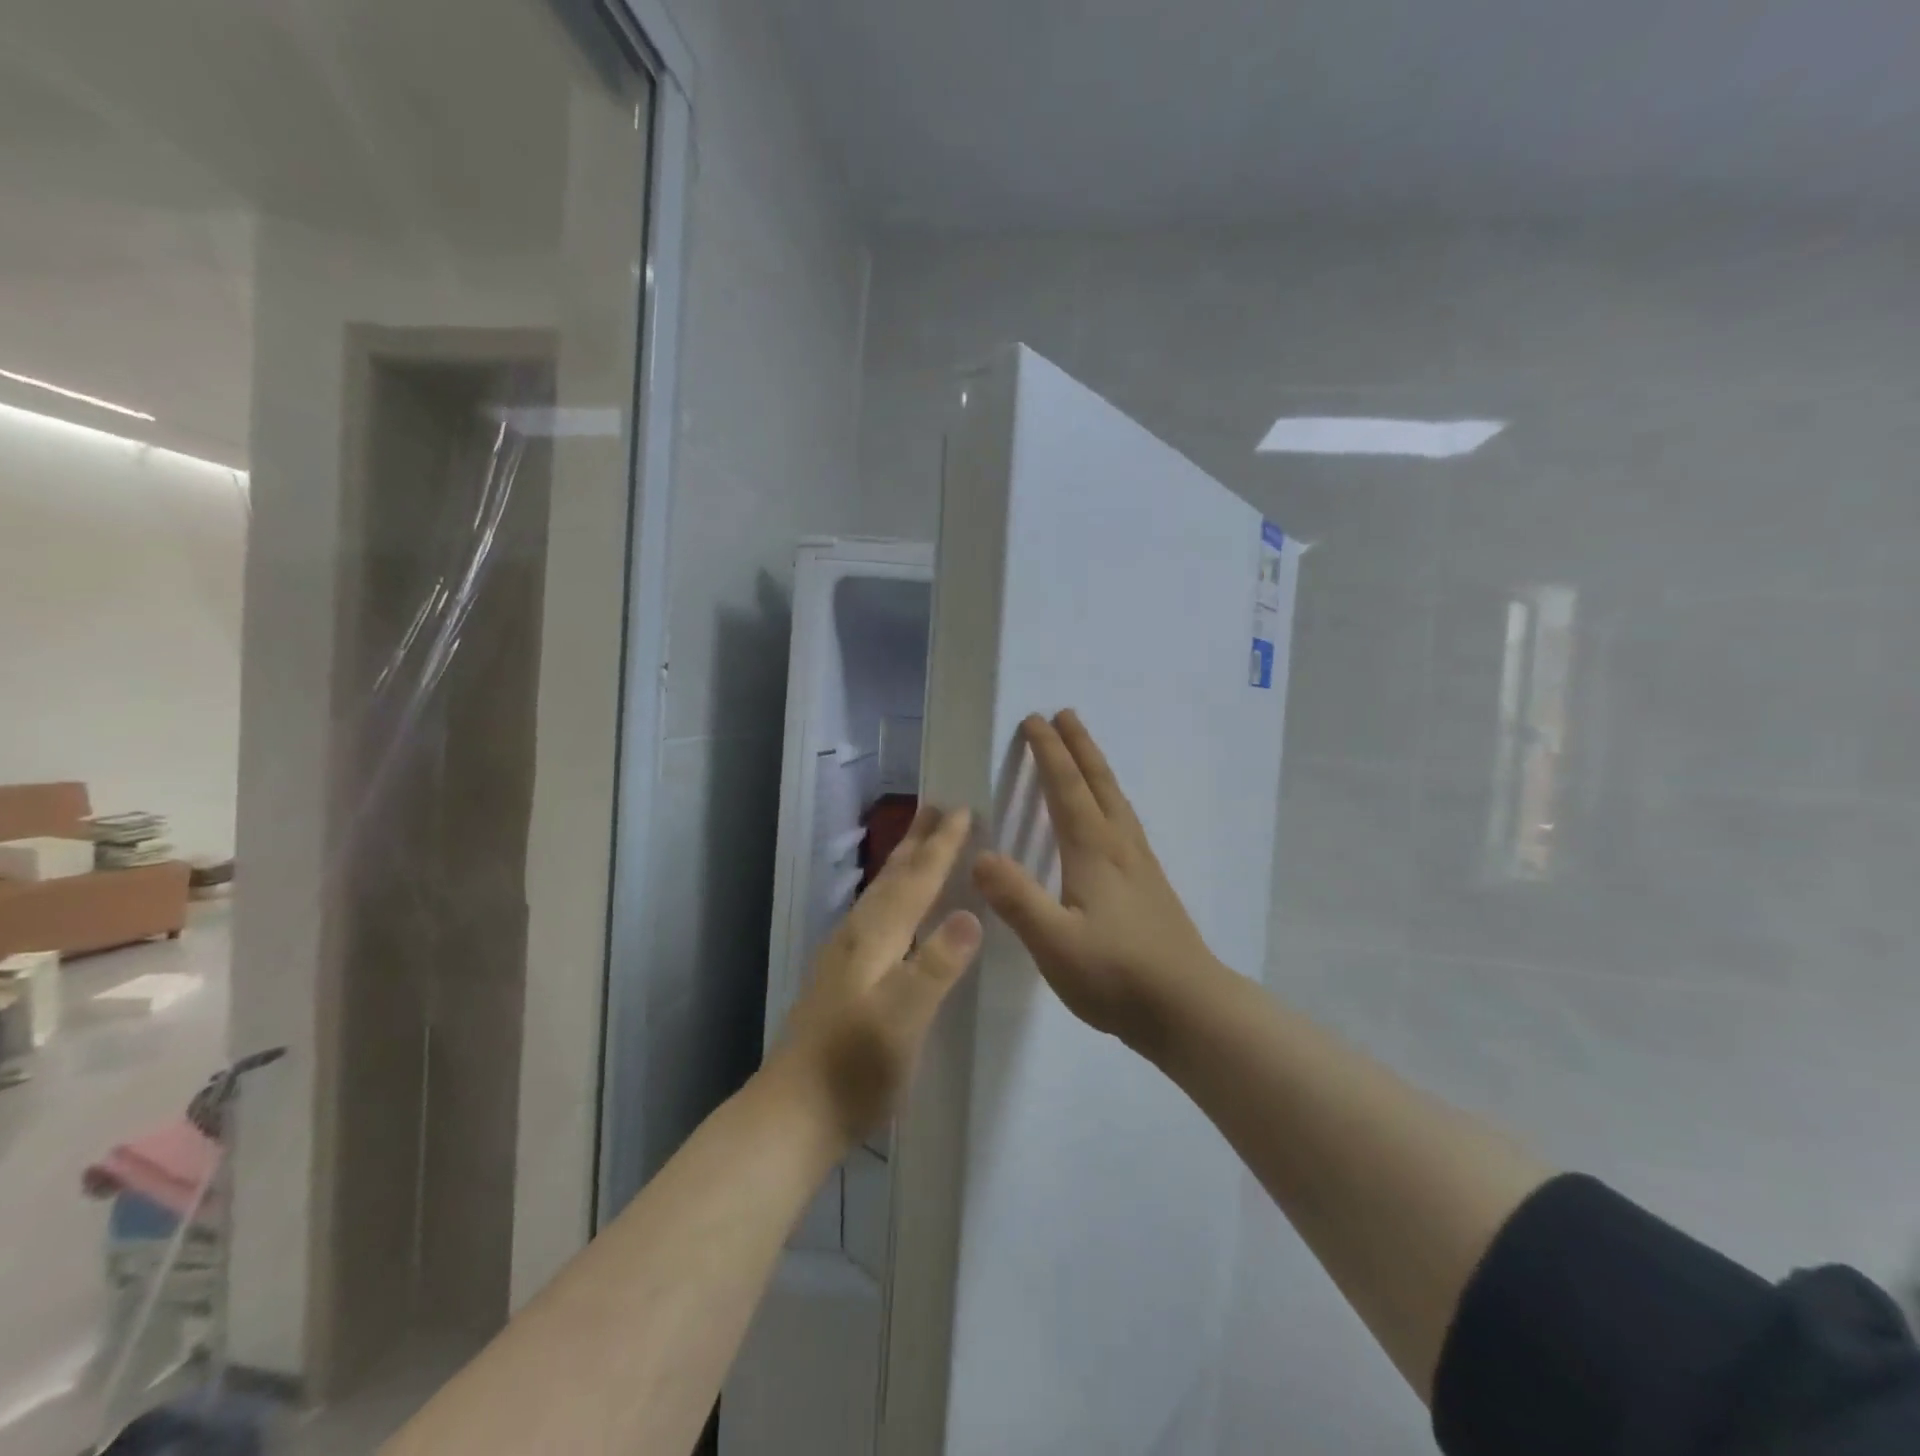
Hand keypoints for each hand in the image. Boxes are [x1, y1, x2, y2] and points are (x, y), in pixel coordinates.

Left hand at [770, 805, 982, 1146]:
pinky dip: (893, 895)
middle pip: (892, 877)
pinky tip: (895, 910)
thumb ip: (936, 965)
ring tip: (920, 842)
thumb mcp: (904, 1019)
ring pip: (881, 894)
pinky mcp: (841, 977)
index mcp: (874, 938)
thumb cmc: (855, 1069)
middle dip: (917, 841)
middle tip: (937, 805)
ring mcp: (844, 956)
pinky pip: (876, 915)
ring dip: (903, 863)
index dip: (941, 846)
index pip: (915, 880)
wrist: (793, 1115)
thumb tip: (970, 914)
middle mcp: (856, 935)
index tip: (963, 809)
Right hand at [973, 711, 1223, 1057]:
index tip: (1034, 720)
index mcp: (1094, 852)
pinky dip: (1111, 799)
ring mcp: (1141, 865)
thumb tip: (980, 854)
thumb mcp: (1055, 943)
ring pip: (1116, 801)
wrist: (1189, 1008)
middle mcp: (1120, 847)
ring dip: (1098, 768)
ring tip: (1086, 752)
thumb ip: (1017, 898)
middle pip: (1098, 783)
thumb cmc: (1117, 976)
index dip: (1049, 753)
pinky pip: (1125, 822)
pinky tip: (1112, 818)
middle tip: (1064, 714)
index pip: (1067, 789)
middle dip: (1079, 747)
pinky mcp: (1151, 885)